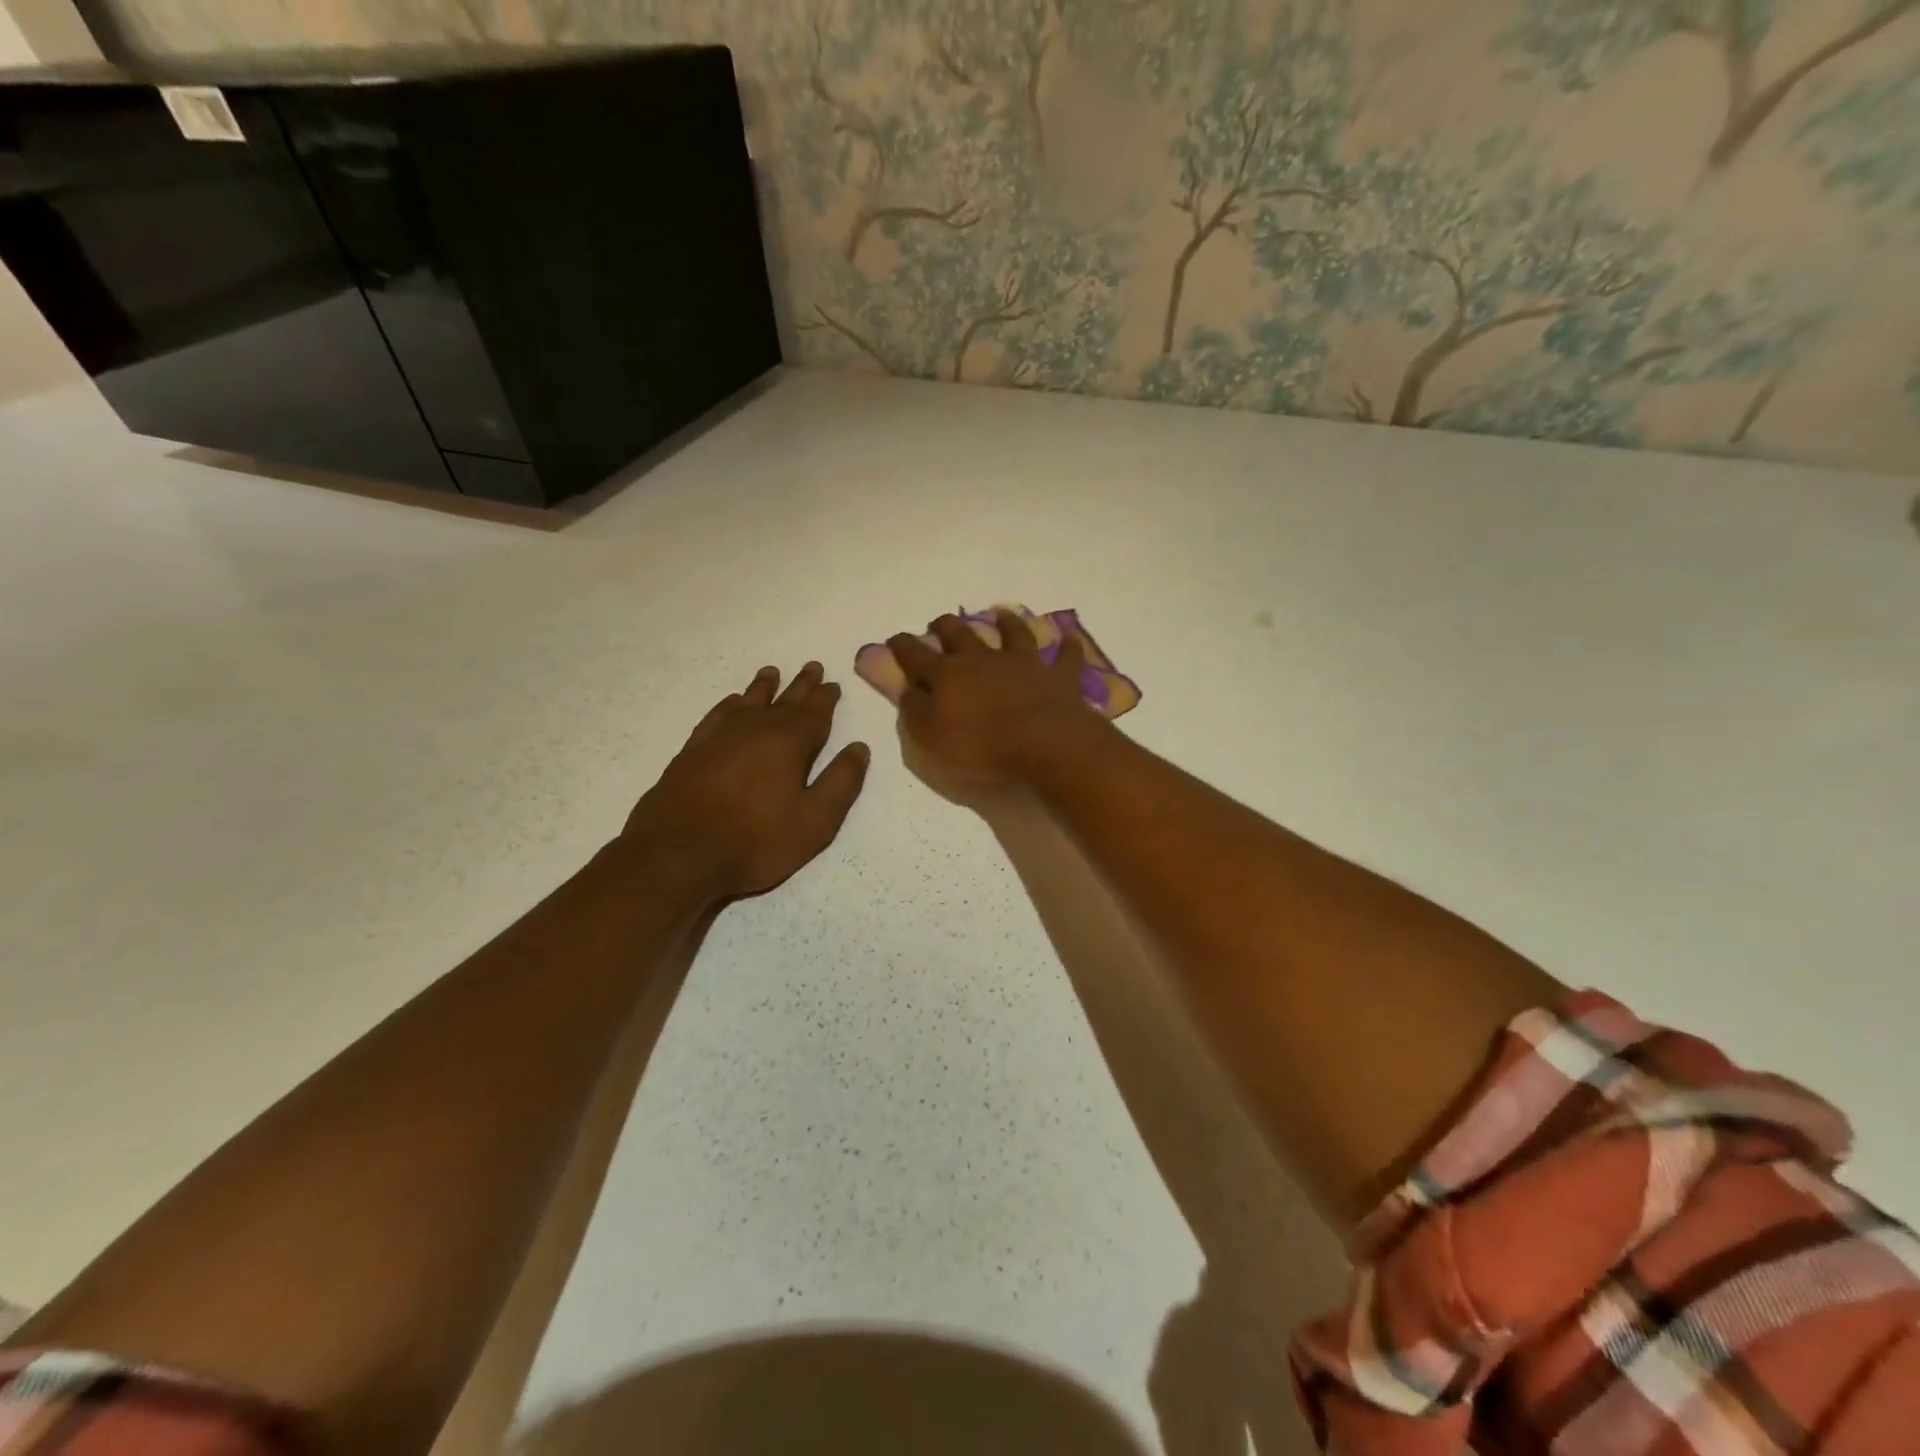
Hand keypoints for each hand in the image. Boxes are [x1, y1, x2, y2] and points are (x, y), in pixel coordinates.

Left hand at [621, 662, 869, 898]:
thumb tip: (859, 748)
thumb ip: (841, 782)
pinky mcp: (692, 751)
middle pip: (783, 700)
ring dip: (763, 687)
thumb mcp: (815, 821)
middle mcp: (755, 729)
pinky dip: (729, 705)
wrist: (677, 855)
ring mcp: (719, 737)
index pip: (814, 712)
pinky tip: (732, 704)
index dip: (826, 698)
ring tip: (771, 672)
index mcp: (789, 742)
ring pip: (748, 702)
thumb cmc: (756, 841)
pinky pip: (717, 715)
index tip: (833, 683)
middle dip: (800, 685)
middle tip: (811, 666)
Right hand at [887, 611, 1106, 787]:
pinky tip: (1069, 638)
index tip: (895, 640)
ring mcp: (1023, 663)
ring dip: (1006, 622)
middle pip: (960, 634)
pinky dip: (1067, 646)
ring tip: (1002, 614)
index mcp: (948, 675)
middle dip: (946, 626)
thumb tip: (908, 689)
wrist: (1043, 743)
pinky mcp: (1057, 675)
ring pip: (1013, 634)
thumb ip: (915, 711)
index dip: (903, 646)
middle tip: (940, 622)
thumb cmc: (981, 745)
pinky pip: (1066, 656)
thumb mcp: (930, 737)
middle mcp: (983, 659)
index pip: (916, 655)